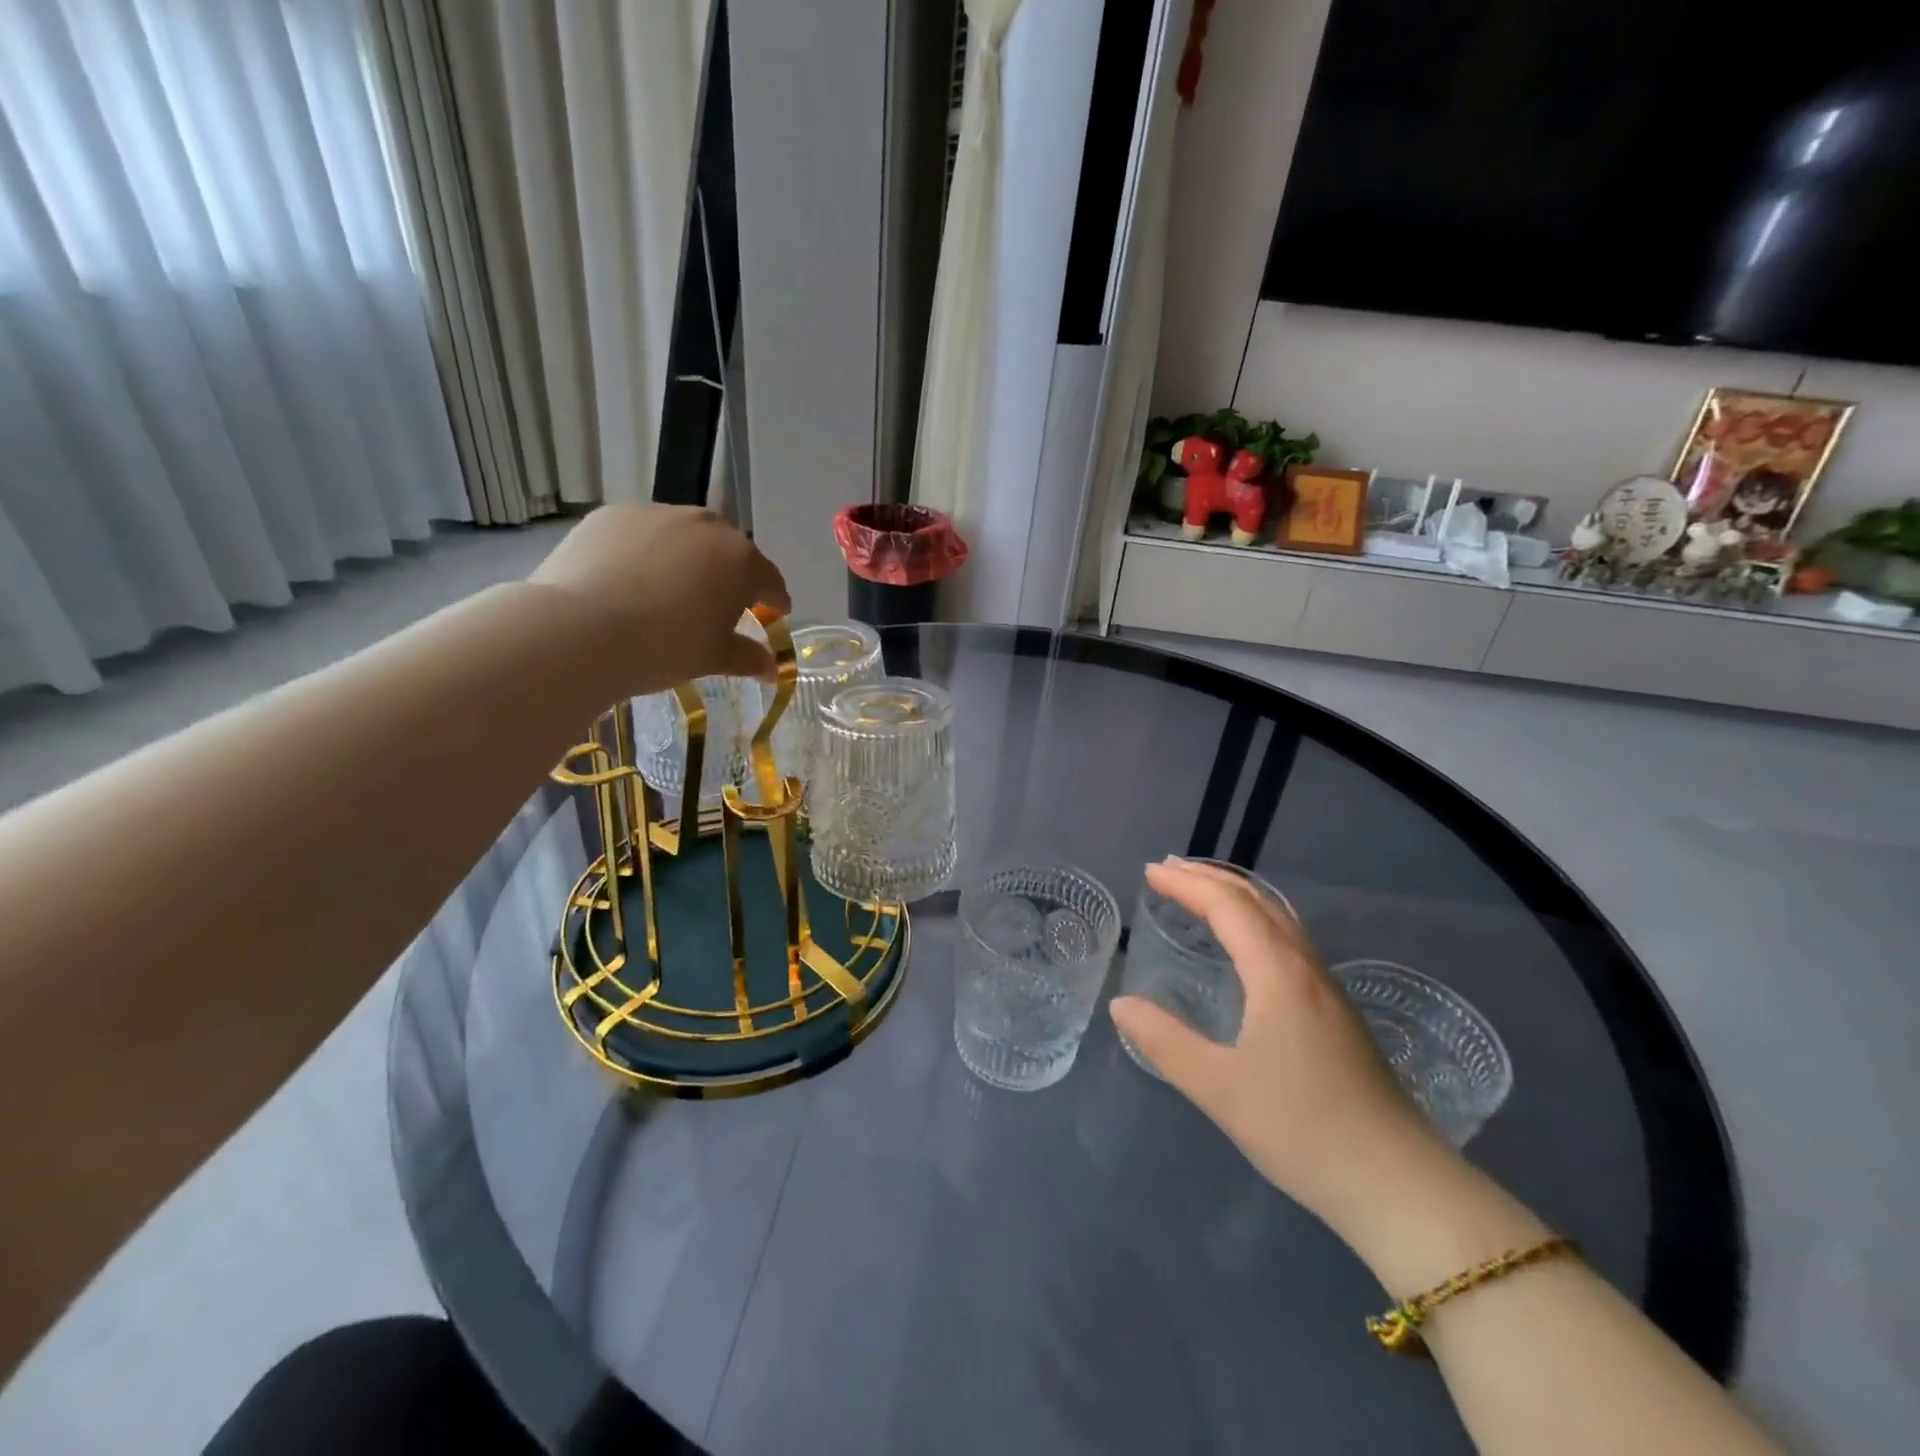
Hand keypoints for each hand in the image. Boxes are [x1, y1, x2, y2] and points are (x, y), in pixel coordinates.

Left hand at [528, 504, 790, 693]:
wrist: (580, 630)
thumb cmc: (665, 647)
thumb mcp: (713, 658)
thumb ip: (748, 657)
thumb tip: (771, 668)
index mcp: (741, 561)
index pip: (770, 580)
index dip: (775, 599)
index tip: (776, 612)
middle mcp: (705, 526)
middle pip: (728, 549)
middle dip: (730, 572)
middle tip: (720, 601)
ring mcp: (657, 514)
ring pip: (684, 535)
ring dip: (688, 557)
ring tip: (671, 587)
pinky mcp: (613, 515)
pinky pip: (643, 532)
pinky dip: (646, 551)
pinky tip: (630, 578)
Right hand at [1109, 858, 1461, 1241]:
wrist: (1401, 1187)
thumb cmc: (1304, 1131)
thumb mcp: (1220, 1090)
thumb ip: (1165, 1042)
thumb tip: (1121, 1004)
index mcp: (1278, 975)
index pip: (1228, 906)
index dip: (1187, 885)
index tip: (1149, 873)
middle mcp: (1306, 970)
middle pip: (1257, 901)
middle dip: (1211, 878)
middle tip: (1168, 870)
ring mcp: (1328, 991)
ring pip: (1279, 919)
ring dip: (1236, 896)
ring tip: (1202, 894)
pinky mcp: (1337, 1015)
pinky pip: (1289, 942)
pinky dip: (1256, 921)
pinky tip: (1247, 947)